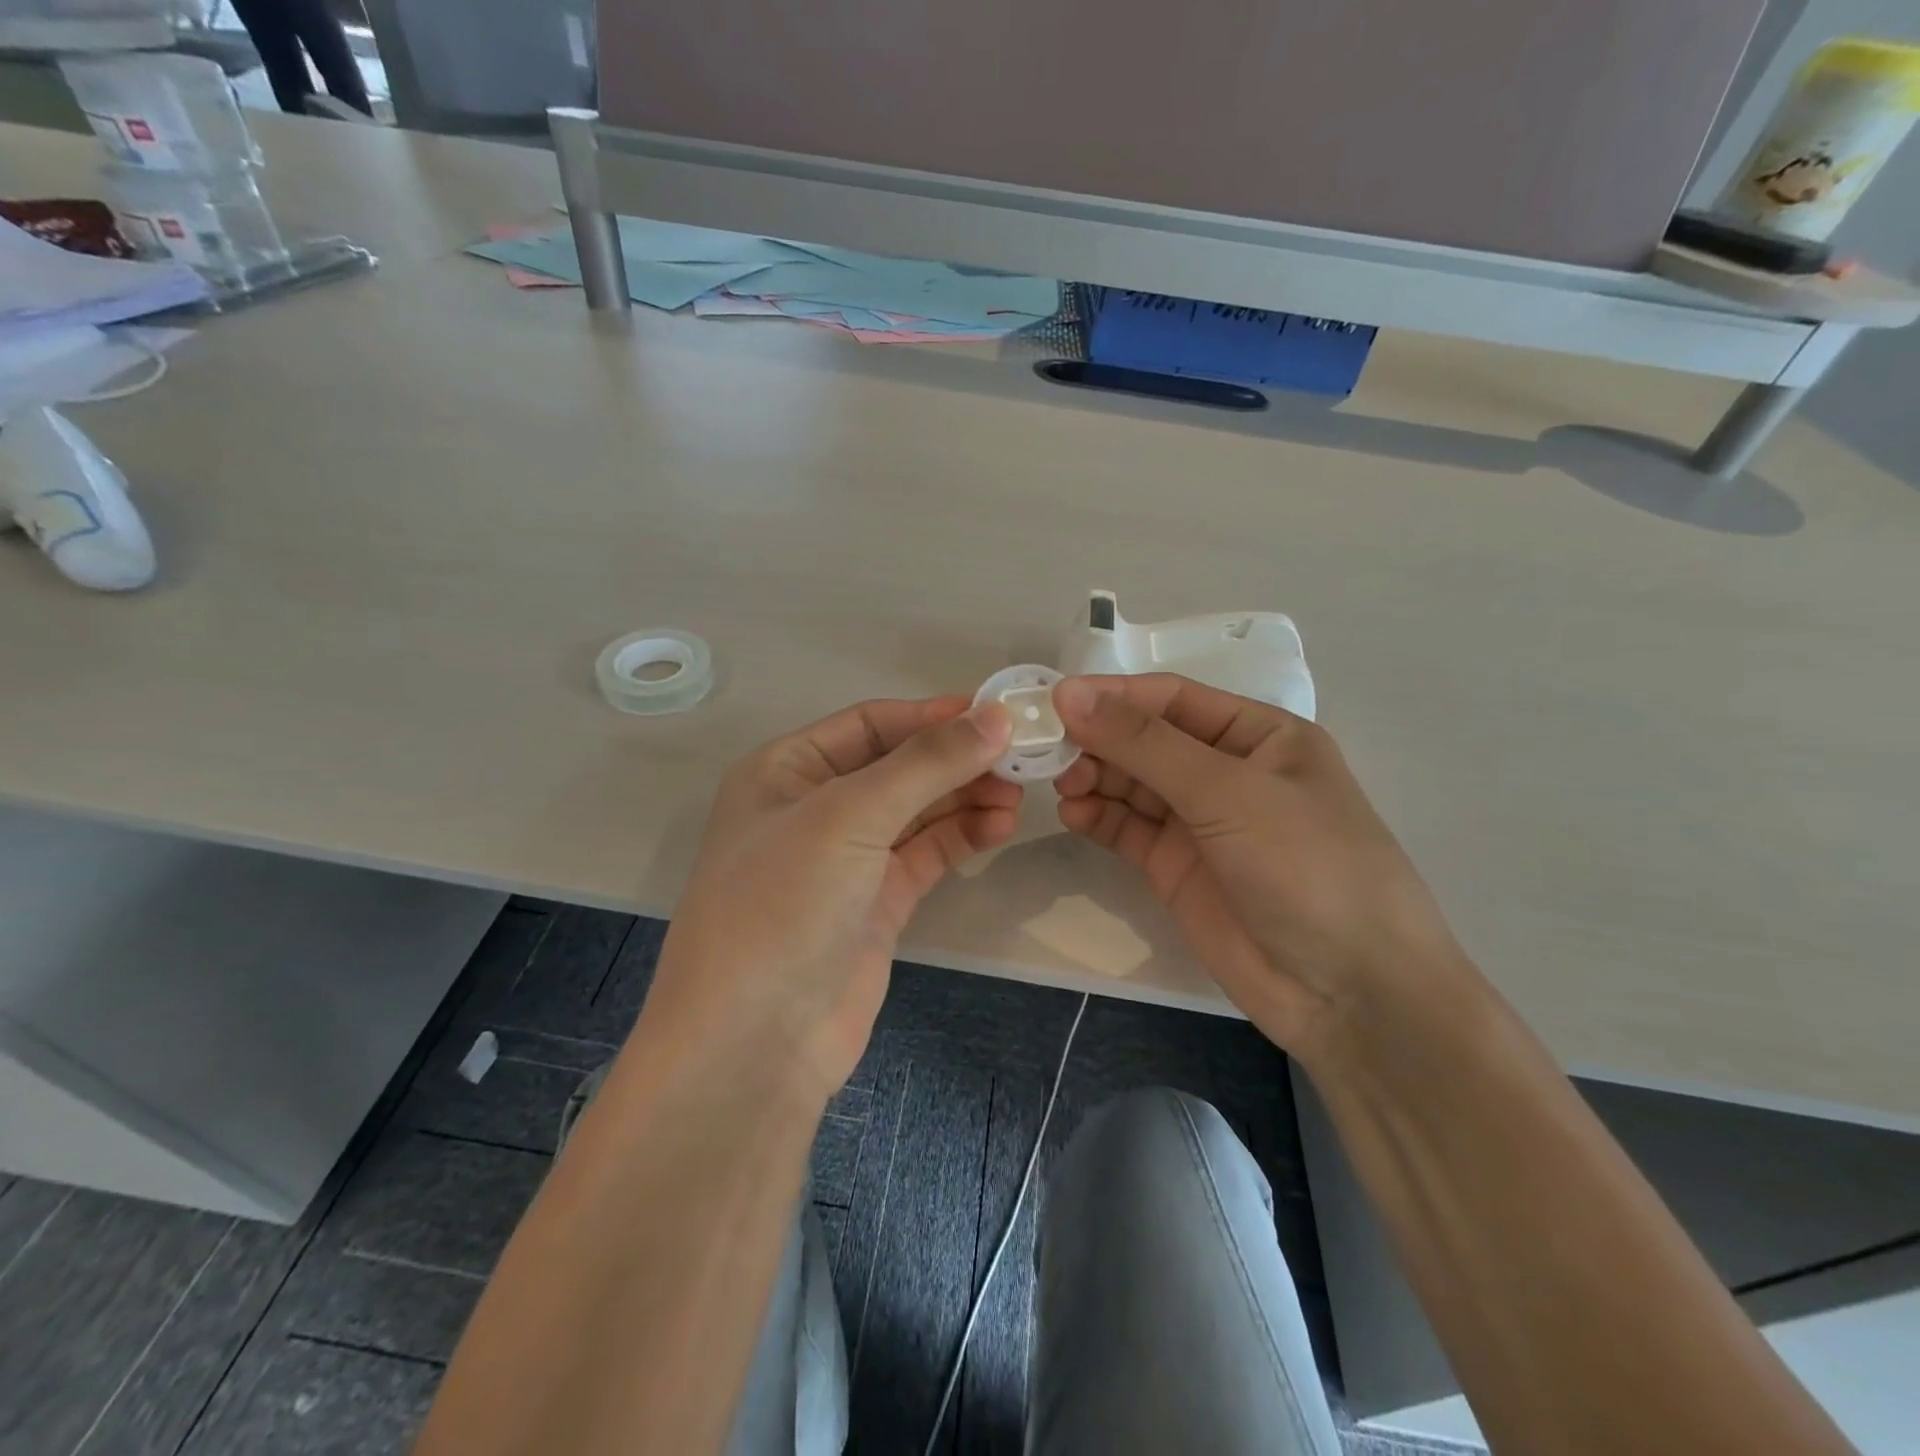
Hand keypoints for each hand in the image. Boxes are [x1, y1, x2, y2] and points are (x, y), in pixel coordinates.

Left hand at [641, 696, 1018, 1101]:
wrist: (754, 1043)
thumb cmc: (783, 905)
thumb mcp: (849, 816)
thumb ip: (926, 764)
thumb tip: (996, 716)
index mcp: (786, 770)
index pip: (871, 723)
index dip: (933, 715)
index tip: (998, 713)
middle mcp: (814, 807)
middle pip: (899, 765)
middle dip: (956, 759)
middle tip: (1021, 757)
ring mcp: (847, 859)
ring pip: (918, 810)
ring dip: (965, 797)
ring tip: (1017, 793)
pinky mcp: (876, 903)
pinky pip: (925, 854)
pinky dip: (961, 836)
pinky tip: (999, 826)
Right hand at [1052, 674, 1469, 1056]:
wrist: (1348, 993)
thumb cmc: (1306, 867)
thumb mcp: (1228, 792)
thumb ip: (1145, 743)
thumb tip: (1069, 694)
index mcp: (1258, 735)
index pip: (1171, 699)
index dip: (1112, 695)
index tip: (1054, 700)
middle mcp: (1226, 771)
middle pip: (1144, 740)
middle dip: (1098, 740)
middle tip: (1047, 750)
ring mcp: (1199, 822)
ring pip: (1130, 783)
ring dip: (1093, 777)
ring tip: (1061, 784)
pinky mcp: (1175, 867)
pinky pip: (1126, 828)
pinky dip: (1097, 817)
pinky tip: (1073, 814)